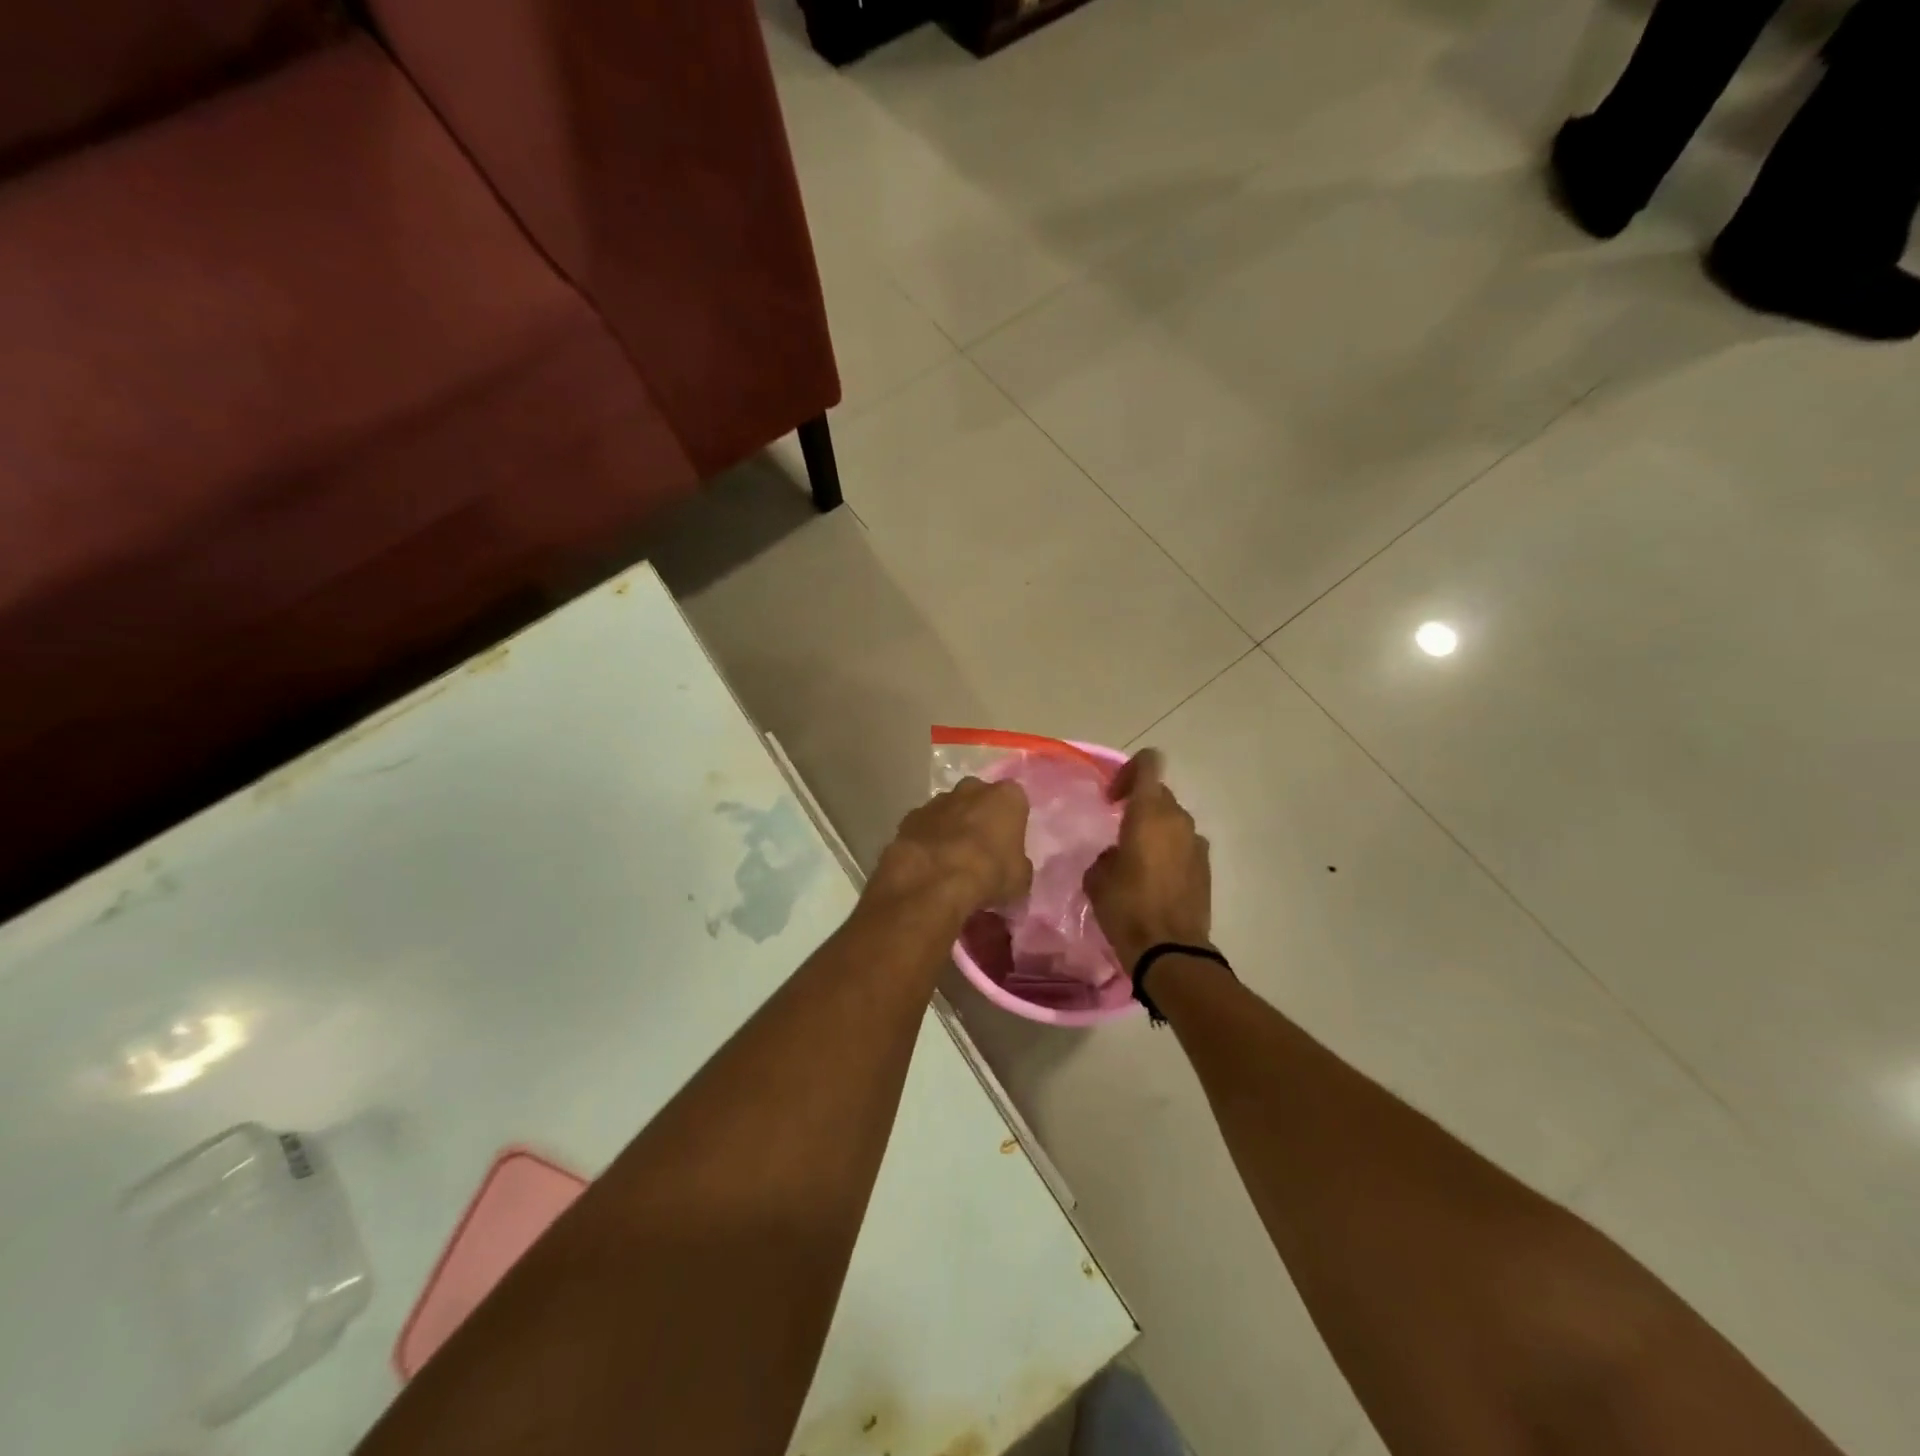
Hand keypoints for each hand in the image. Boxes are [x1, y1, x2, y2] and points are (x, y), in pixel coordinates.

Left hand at [870, 778, 1032, 919]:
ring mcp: (938, 800)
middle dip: (980, 815)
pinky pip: (925, 825)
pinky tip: (929, 862)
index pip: (1015, 801)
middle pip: (979, 797)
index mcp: (1006, 797)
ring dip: (952, 826)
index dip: (1012, 822)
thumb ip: (1017, 864)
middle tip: (981, 847)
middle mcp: (972, 789)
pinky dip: (928, 838)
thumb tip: (1012, 868)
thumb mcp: (1020, 879)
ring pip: (950, 809)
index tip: (1008, 843)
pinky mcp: (910, 816)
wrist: (934, 880)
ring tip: (951, 858)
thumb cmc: (989, 873)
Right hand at [1084, 749, 1211, 970]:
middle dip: (1139, 805)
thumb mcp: (1097, 879)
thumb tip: (1116, 856)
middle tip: (1119, 832)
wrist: (1170, 950)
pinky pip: (1184, 845)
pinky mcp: (1207, 867)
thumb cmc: (1127, 908)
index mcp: (1149, 813)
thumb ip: (1106, 855)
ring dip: (1155, 830)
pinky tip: (1155, 880)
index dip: (1129, 771)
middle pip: (1159, 794)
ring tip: (1137, 860)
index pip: (1149, 763)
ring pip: (1173, 821)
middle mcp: (1177, 819)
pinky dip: (1170, 852)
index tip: (1113, 799)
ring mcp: (1197, 843)